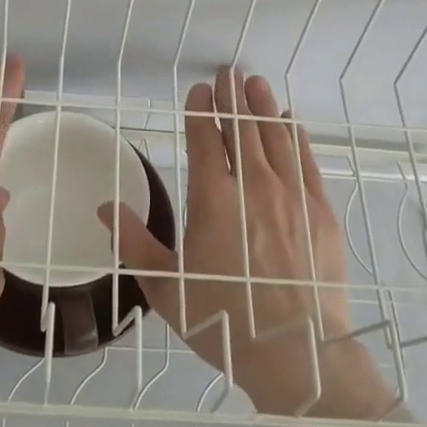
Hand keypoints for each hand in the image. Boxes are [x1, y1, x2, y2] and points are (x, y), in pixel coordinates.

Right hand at [101, 67, 389, 416]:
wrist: (296, 353)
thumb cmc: (224, 320)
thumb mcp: (165, 288)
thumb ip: (134, 243)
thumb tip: (106, 207)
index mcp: (213, 200)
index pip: (205, 140)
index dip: (201, 111)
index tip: (200, 91)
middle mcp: (253, 187)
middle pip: (242, 130)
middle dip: (233, 98)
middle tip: (229, 73)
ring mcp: (292, 196)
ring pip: (275, 138)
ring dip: (263, 108)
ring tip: (256, 84)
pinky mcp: (321, 211)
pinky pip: (307, 161)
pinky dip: (296, 137)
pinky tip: (291, 122)